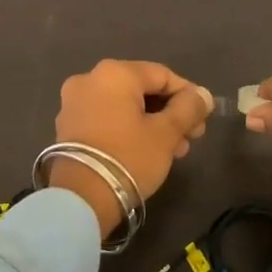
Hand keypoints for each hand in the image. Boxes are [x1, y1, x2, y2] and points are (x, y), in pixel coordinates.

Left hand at [50, 59, 212, 237]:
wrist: (80, 198)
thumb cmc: (129, 157)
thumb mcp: (166, 133)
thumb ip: (189, 109)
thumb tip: (204, 95)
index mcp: (114, 73)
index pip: (163, 75)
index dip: (188, 95)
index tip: (203, 118)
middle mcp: (90, 79)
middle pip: (143, 90)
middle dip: (170, 112)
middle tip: (191, 137)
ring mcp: (74, 103)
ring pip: (125, 106)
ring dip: (152, 123)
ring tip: (174, 149)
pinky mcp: (67, 126)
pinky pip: (107, 118)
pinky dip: (129, 129)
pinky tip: (148, 151)